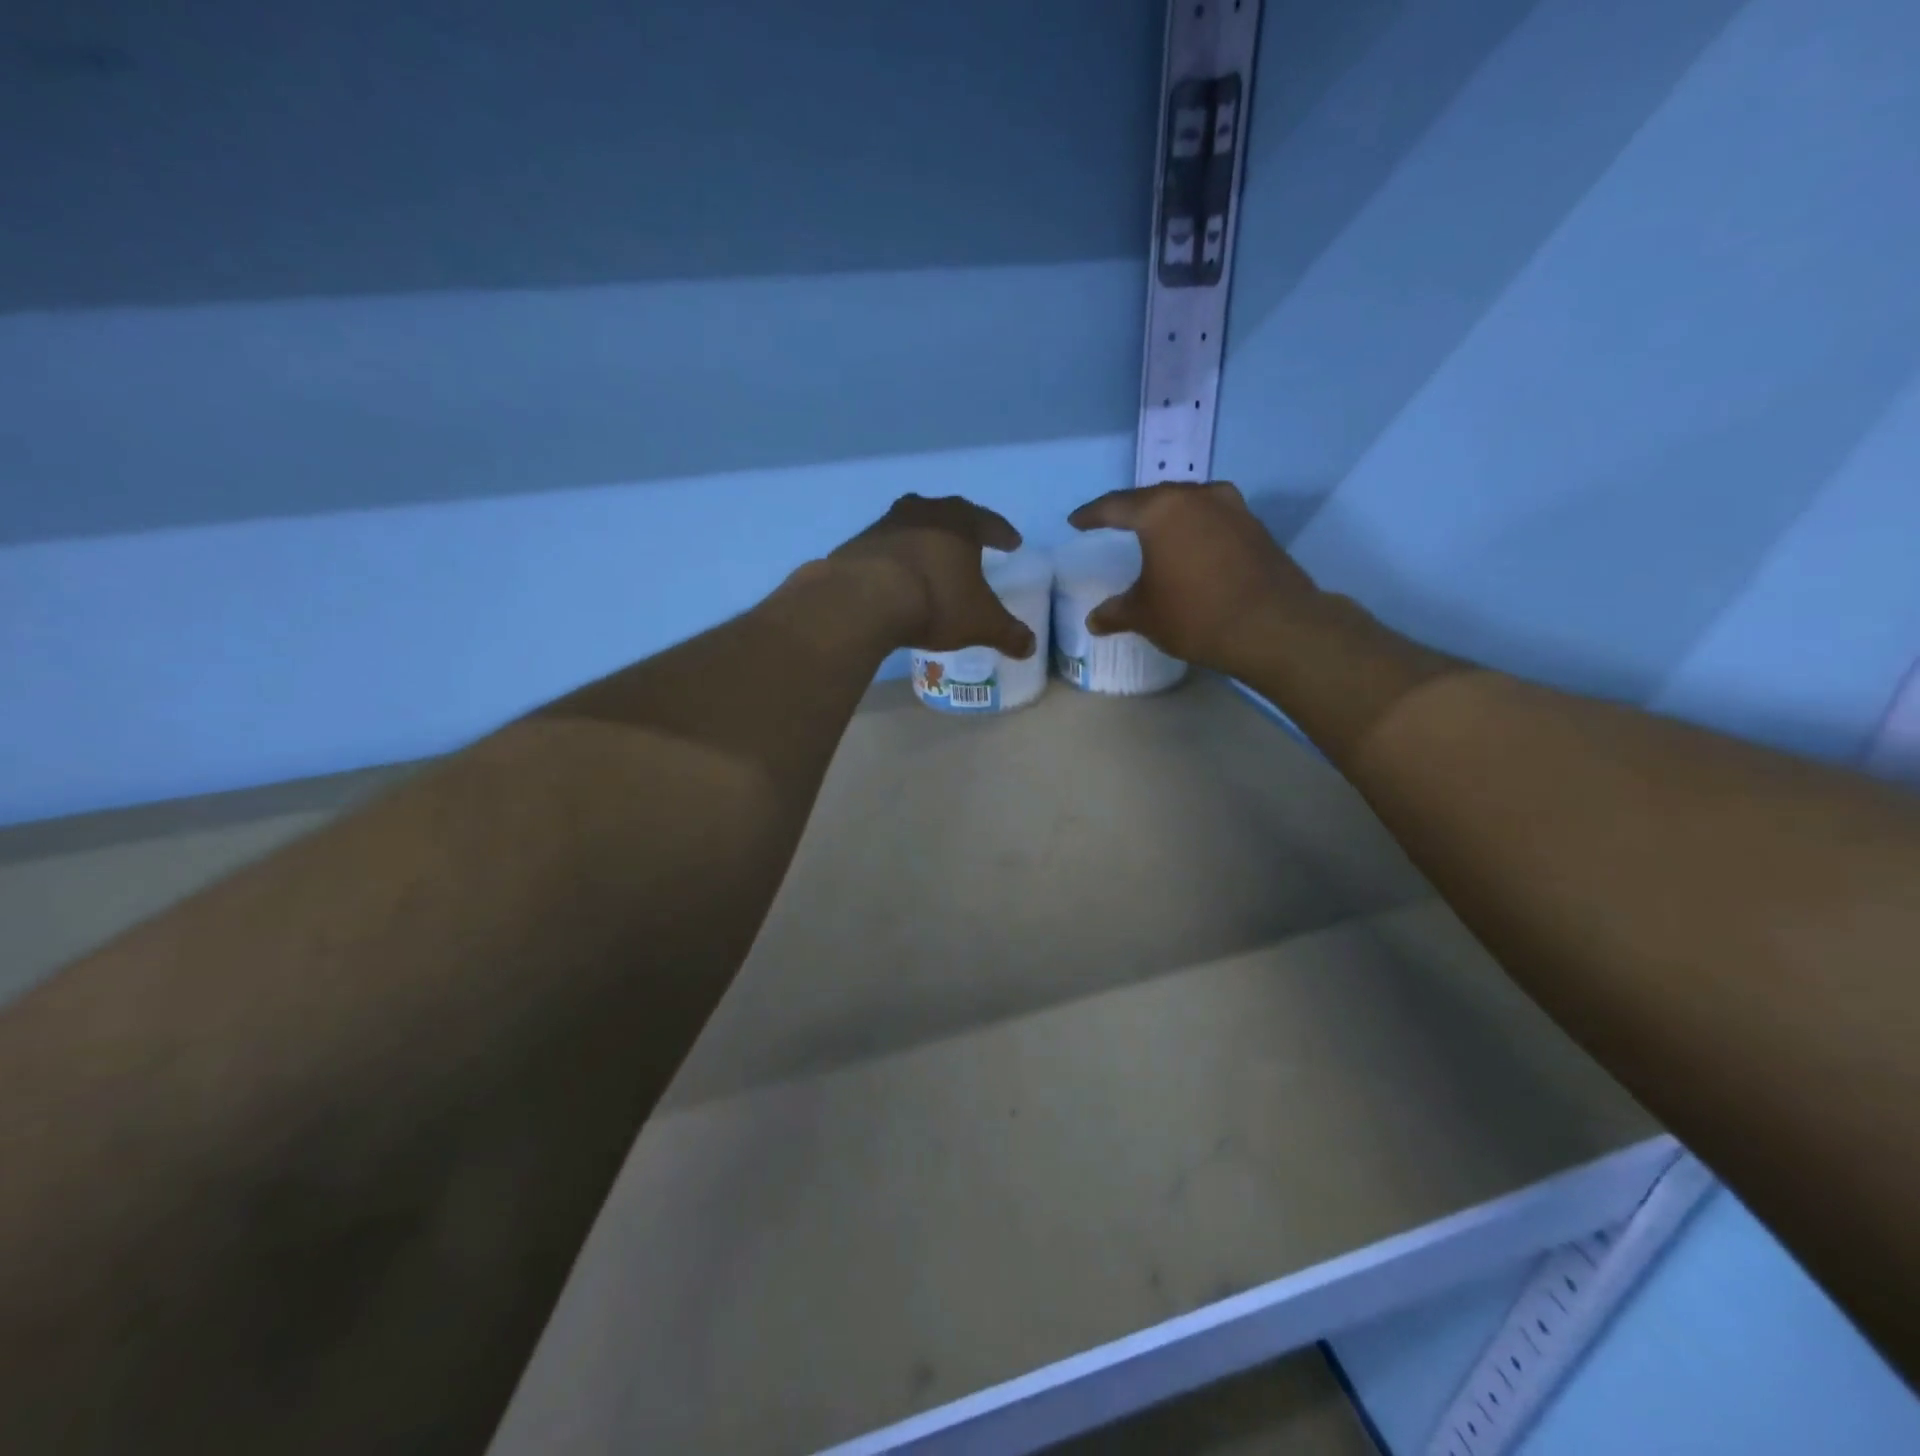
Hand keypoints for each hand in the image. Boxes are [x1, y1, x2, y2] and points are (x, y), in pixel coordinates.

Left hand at [829, 494, 1037, 657]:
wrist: (864, 599)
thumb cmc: (936, 602)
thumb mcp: (980, 623)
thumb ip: (1008, 633)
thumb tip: (1030, 647)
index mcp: (960, 522)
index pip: (989, 522)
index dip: (1002, 533)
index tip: (1013, 543)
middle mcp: (923, 512)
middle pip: (947, 514)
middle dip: (960, 529)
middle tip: (969, 544)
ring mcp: (886, 524)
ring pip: (912, 526)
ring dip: (923, 540)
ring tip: (930, 560)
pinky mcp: (857, 544)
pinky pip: (884, 548)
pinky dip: (894, 560)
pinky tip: (896, 578)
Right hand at [1067, 481, 1323, 674]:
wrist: (1273, 627)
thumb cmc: (1195, 614)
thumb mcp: (1145, 616)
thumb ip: (1116, 612)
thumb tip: (1094, 620)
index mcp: (1161, 510)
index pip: (1116, 506)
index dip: (1092, 515)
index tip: (1076, 522)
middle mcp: (1197, 497)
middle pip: (1155, 497)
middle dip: (1132, 510)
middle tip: (1114, 522)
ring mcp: (1233, 508)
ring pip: (1189, 504)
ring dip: (1168, 517)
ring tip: (1154, 532)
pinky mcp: (1256, 527)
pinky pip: (1213, 520)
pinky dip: (1195, 530)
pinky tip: (1191, 548)